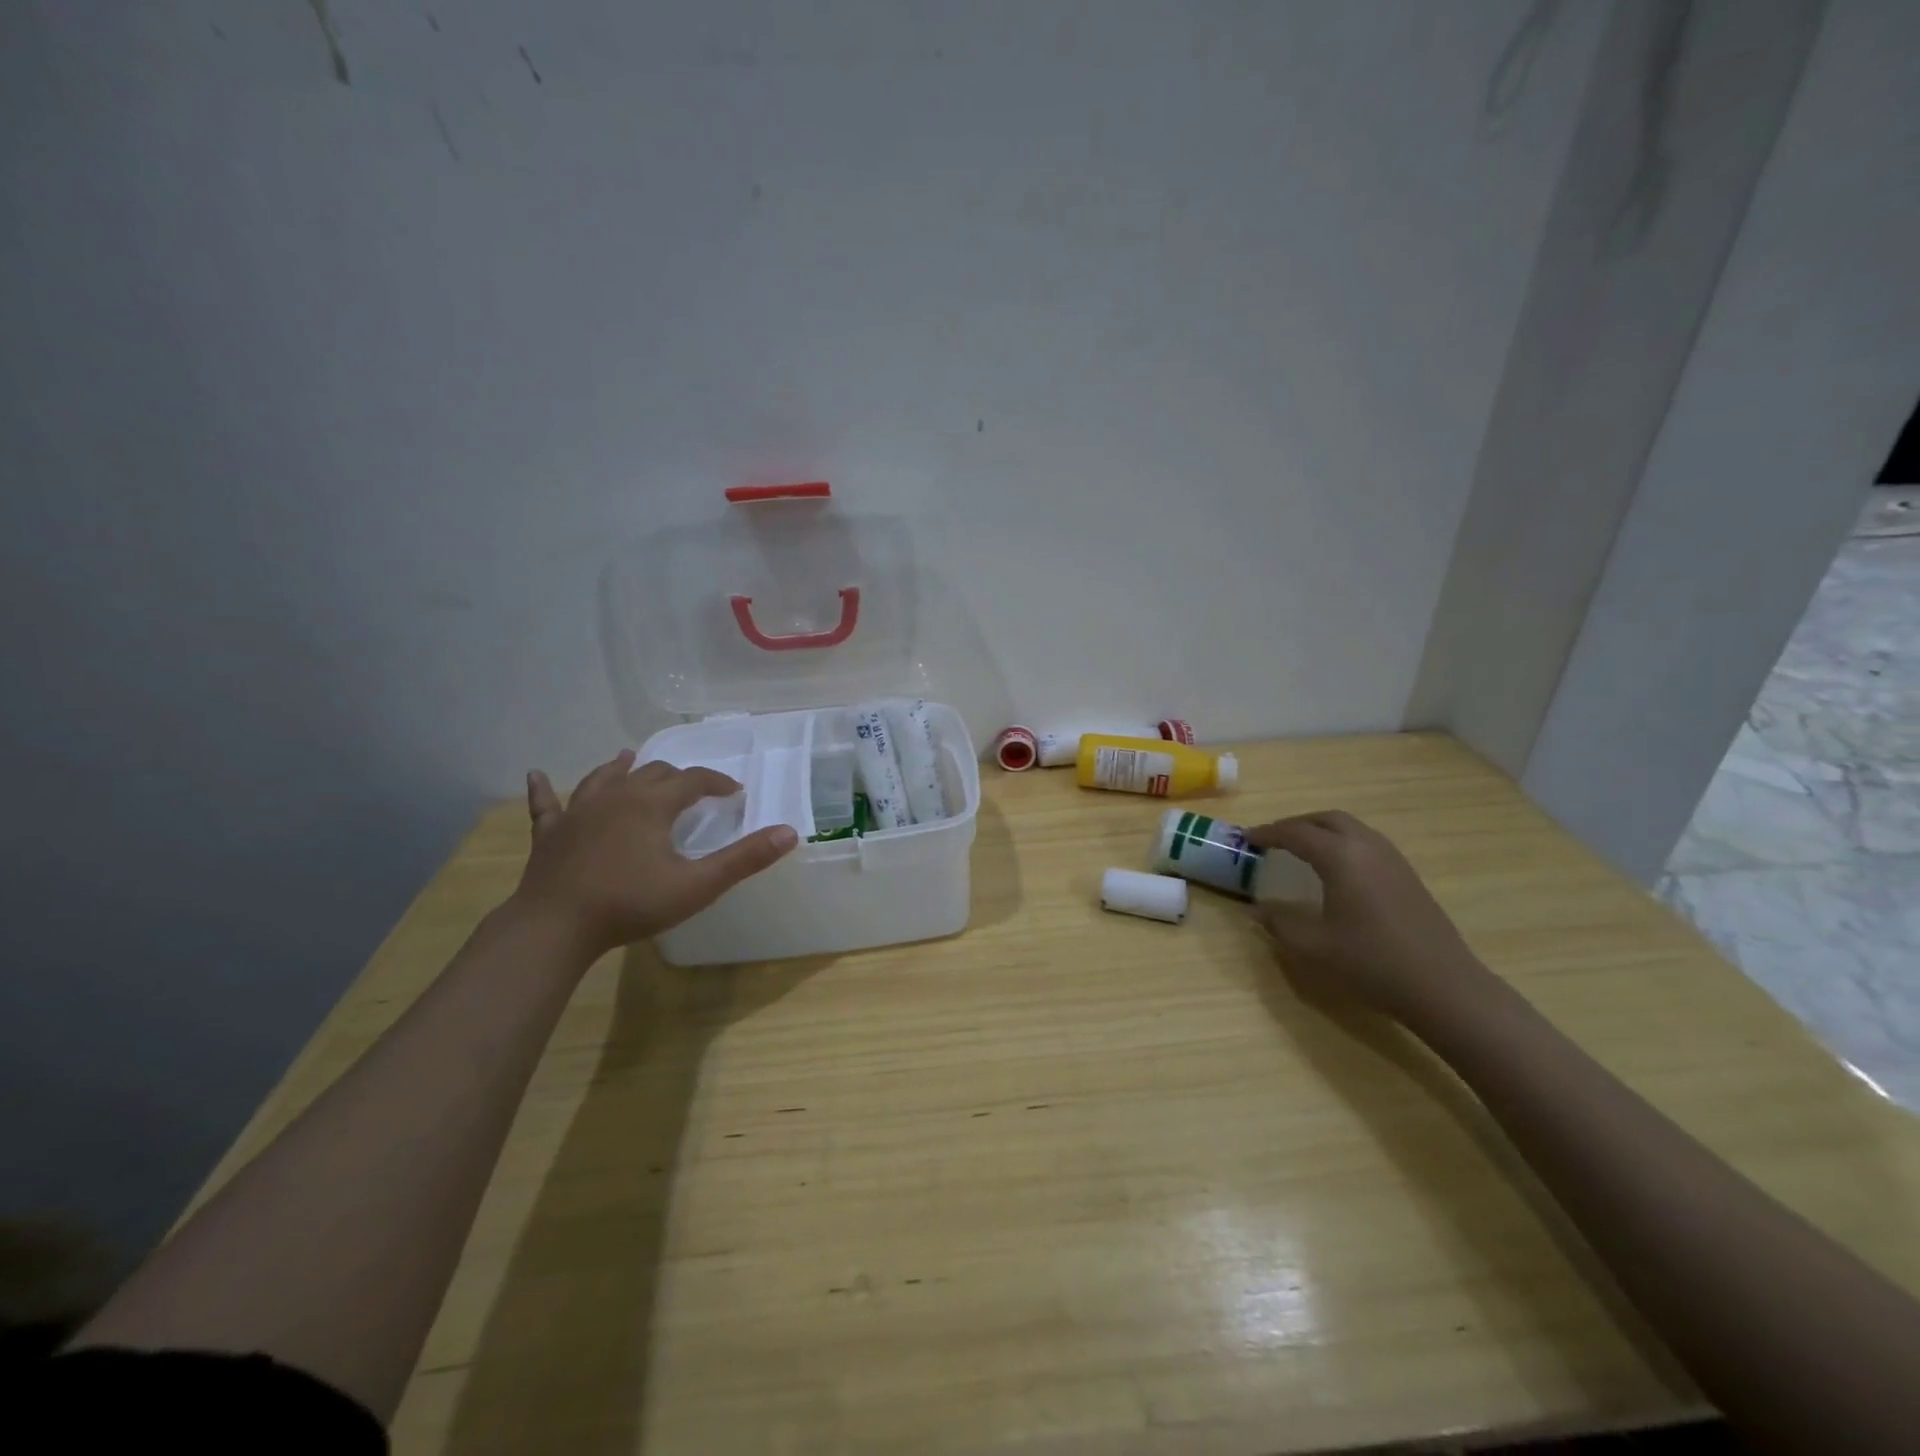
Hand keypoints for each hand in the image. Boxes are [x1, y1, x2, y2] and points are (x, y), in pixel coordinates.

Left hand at [513, 750, 797, 959]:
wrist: (555, 927)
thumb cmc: (631, 904)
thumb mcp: (697, 885)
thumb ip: (744, 858)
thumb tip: (789, 833)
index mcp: (652, 804)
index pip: (693, 780)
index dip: (717, 782)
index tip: (734, 792)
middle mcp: (616, 796)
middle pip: (652, 773)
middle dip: (678, 777)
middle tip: (694, 792)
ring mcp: (577, 812)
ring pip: (603, 778)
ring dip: (621, 768)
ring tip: (630, 759)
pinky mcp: (549, 834)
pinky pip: (546, 804)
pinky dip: (544, 790)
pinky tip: (536, 775)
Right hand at [1245, 811, 1490, 1022]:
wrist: (1444, 988)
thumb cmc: (1371, 963)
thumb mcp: (1312, 947)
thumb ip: (1279, 924)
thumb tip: (1259, 911)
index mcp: (1340, 857)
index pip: (1295, 833)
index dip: (1267, 833)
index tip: (1246, 839)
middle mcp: (1367, 847)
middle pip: (1326, 819)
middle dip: (1296, 824)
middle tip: (1273, 840)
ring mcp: (1393, 860)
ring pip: (1351, 828)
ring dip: (1322, 831)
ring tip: (1302, 851)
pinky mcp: (1408, 876)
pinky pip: (1368, 843)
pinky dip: (1343, 844)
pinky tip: (1338, 871)